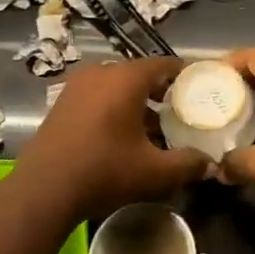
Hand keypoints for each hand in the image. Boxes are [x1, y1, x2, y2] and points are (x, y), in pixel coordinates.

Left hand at [11, 57, 208, 221]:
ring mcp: (76, 85)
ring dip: (135, 101)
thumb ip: (188, 164)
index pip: (163, 64)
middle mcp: (101, 72)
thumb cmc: (104, 171)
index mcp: (125, 78)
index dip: (183, 75)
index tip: (198, 89)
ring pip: (116, 85)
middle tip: (179, 112)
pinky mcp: (62, 102)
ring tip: (152, 128)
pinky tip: (121, 135)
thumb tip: (210, 164)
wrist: (44, 190)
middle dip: (160, 91)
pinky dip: (113, 107)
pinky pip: (97, 95)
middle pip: (139, 74)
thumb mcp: (154, 172)